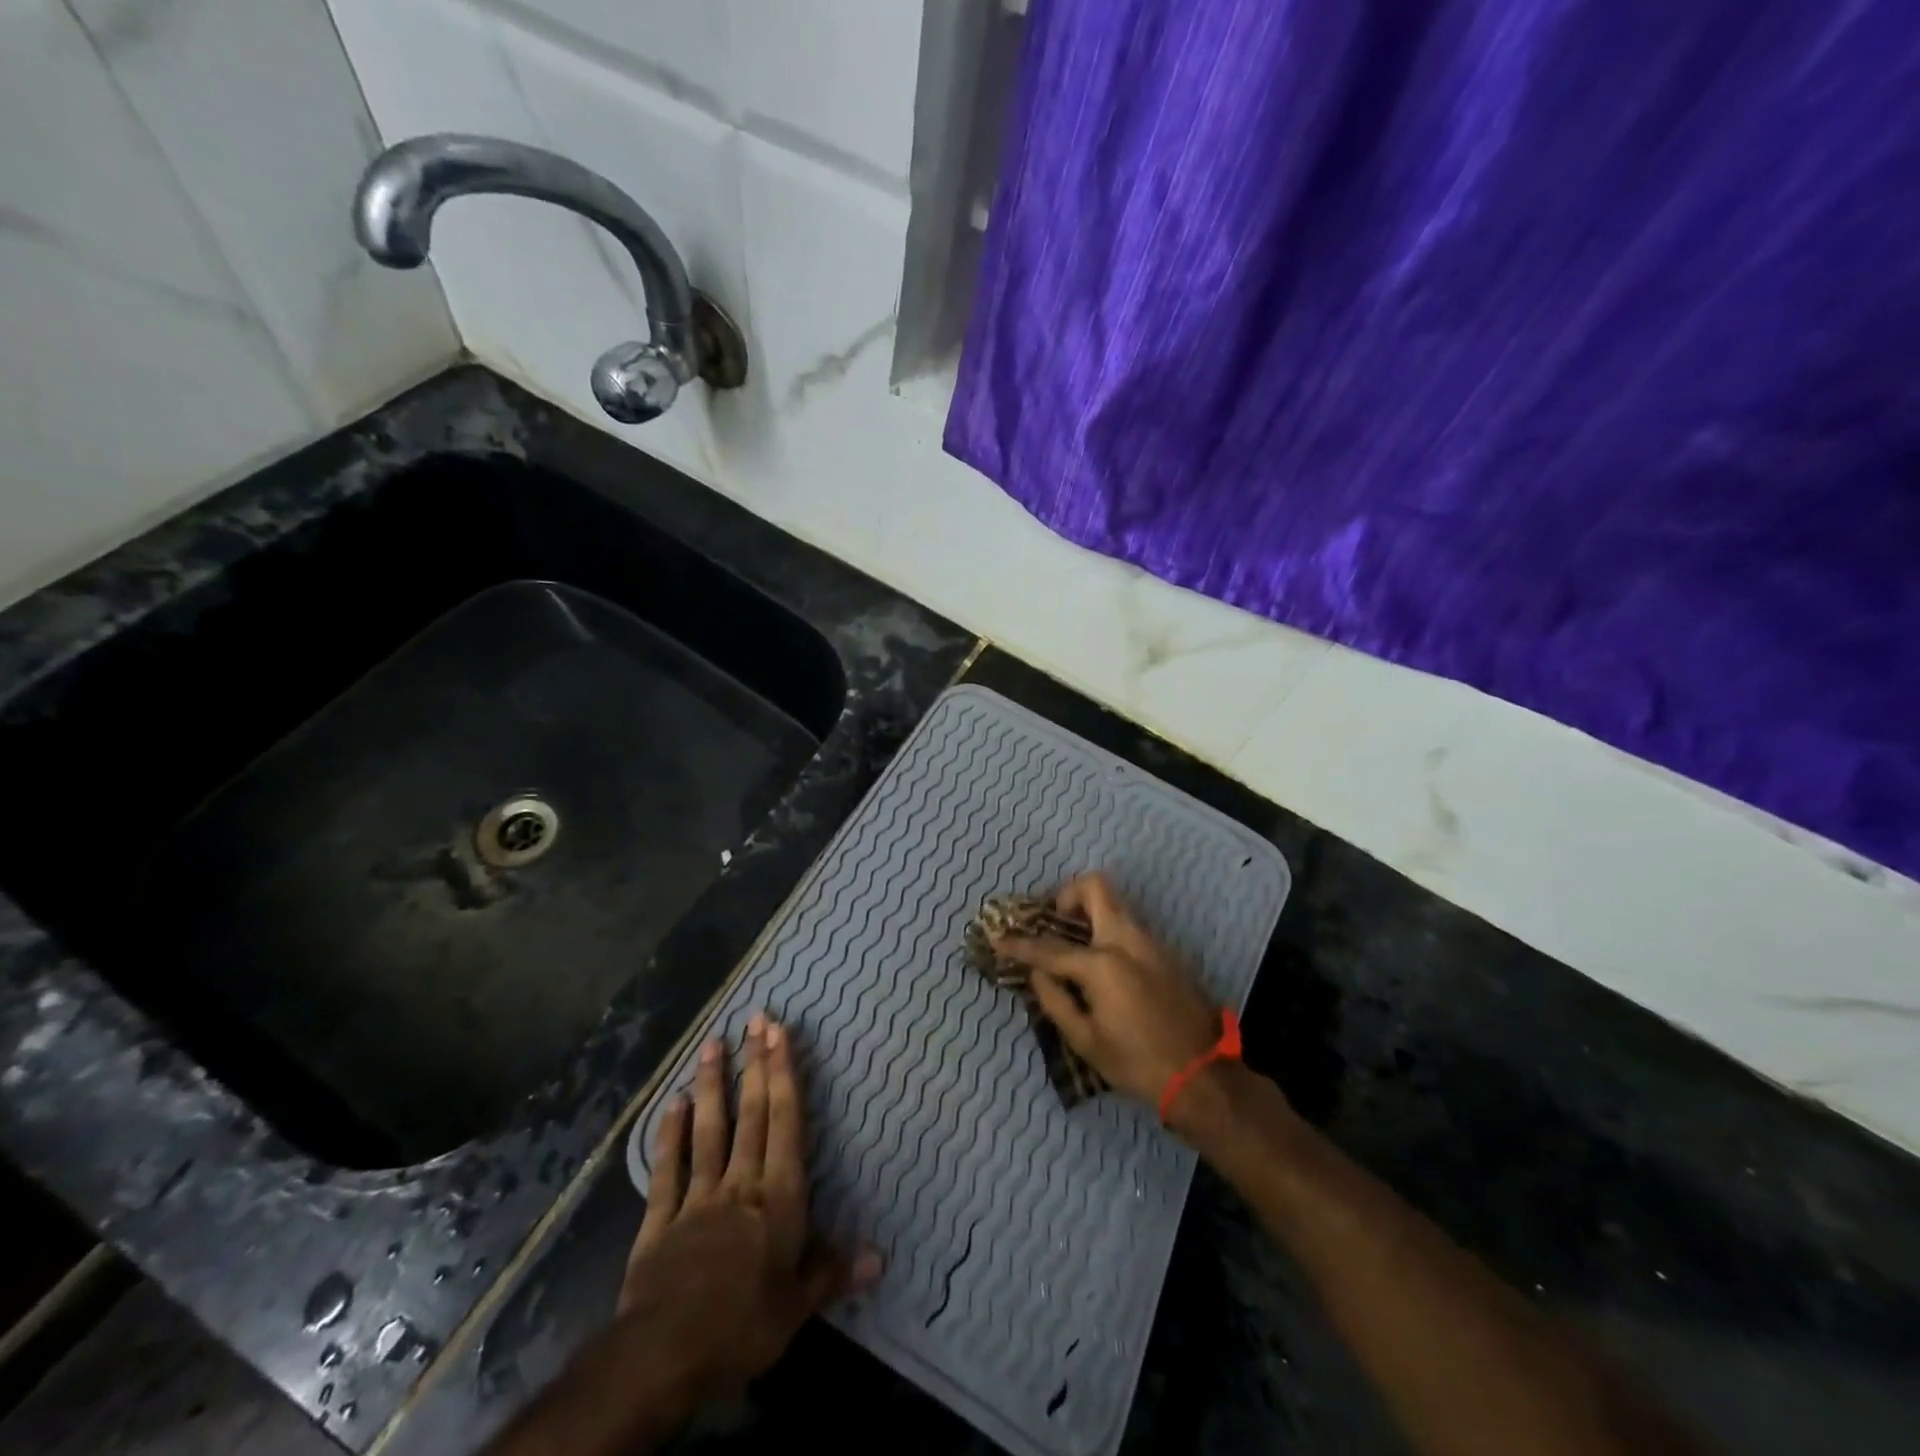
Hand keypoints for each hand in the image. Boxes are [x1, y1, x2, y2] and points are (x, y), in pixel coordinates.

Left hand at [619, 1014, 878, 1406]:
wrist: (663, 1355)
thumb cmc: (743, 1325)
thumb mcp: (797, 1307)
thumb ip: (834, 1272)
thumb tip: (881, 1258)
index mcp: (777, 1196)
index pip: (784, 1122)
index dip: (783, 1074)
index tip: (780, 1033)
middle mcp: (740, 1182)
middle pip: (750, 1113)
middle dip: (754, 1063)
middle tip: (755, 1019)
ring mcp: (697, 1196)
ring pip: (709, 1129)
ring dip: (711, 1084)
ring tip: (711, 1043)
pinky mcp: (660, 1219)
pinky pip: (667, 1168)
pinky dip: (670, 1134)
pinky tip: (672, 1103)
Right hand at [990, 872, 1224, 1107]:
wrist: (1204, 1074)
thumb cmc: (1138, 1063)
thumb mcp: (1086, 1040)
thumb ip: (1055, 1000)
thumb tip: (1037, 974)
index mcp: (1103, 964)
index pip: (1050, 947)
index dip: (1020, 944)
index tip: (998, 938)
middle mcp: (1127, 940)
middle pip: (1095, 888)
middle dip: (1067, 895)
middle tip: (1053, 919)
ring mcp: (1152, 942)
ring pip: (1116, 904)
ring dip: (1090, 912)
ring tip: (1074, 941)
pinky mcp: (1167, 952)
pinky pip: (1130, 925)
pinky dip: (1109, 930)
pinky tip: (1102, 962)